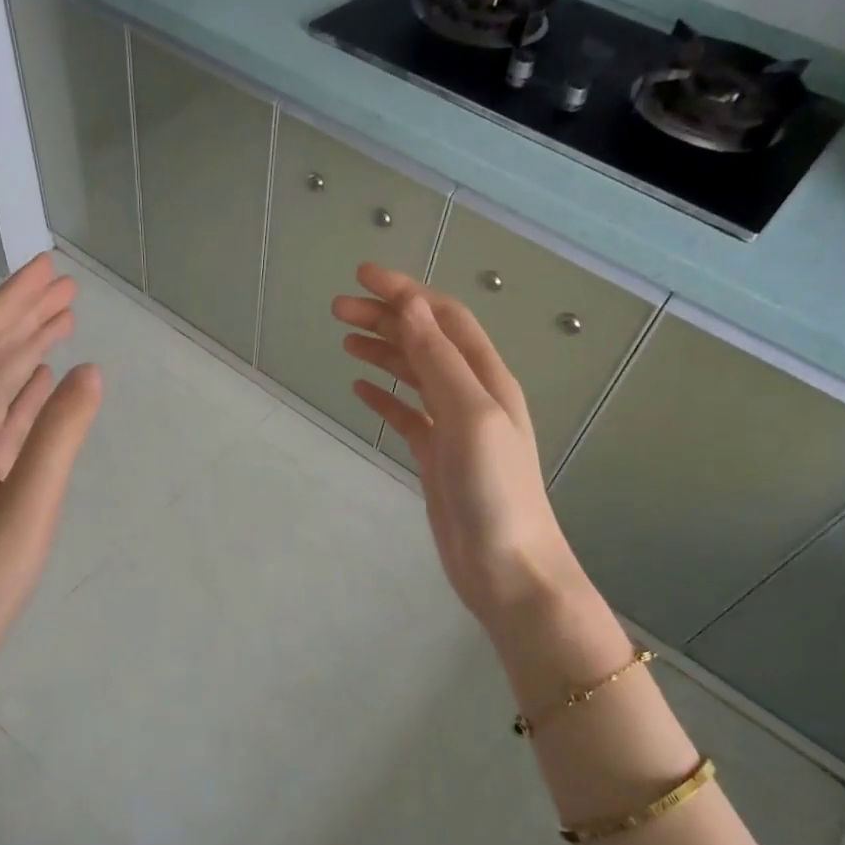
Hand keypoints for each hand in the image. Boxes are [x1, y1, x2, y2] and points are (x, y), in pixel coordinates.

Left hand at [0, 253, 101, 690]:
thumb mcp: (28, 506)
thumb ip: (58, 436)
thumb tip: (89, 372)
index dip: (11, 302)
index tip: (49, 269)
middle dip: (23, 317)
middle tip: (66, 286)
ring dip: (27, 352)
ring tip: (64, 321)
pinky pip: (2, 424)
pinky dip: (25, 396)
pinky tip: (46, 383)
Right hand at [333, 264, 589, 637]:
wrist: (507, 568)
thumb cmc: (495, 491)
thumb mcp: (470, 416)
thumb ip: (440, 362)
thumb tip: (409, 307)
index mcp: (486, 378)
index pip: (443, 318)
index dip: (405, 292)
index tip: (361, 276)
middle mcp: (471, 395)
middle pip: (424, 341)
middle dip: (385, 318)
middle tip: (337, 309)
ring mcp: (453, 428)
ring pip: (413, 375)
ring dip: (383, 351)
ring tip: (344, 338)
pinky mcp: (436, 458)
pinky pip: (406, 415)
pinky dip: (384, 396)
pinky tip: (361, 387)